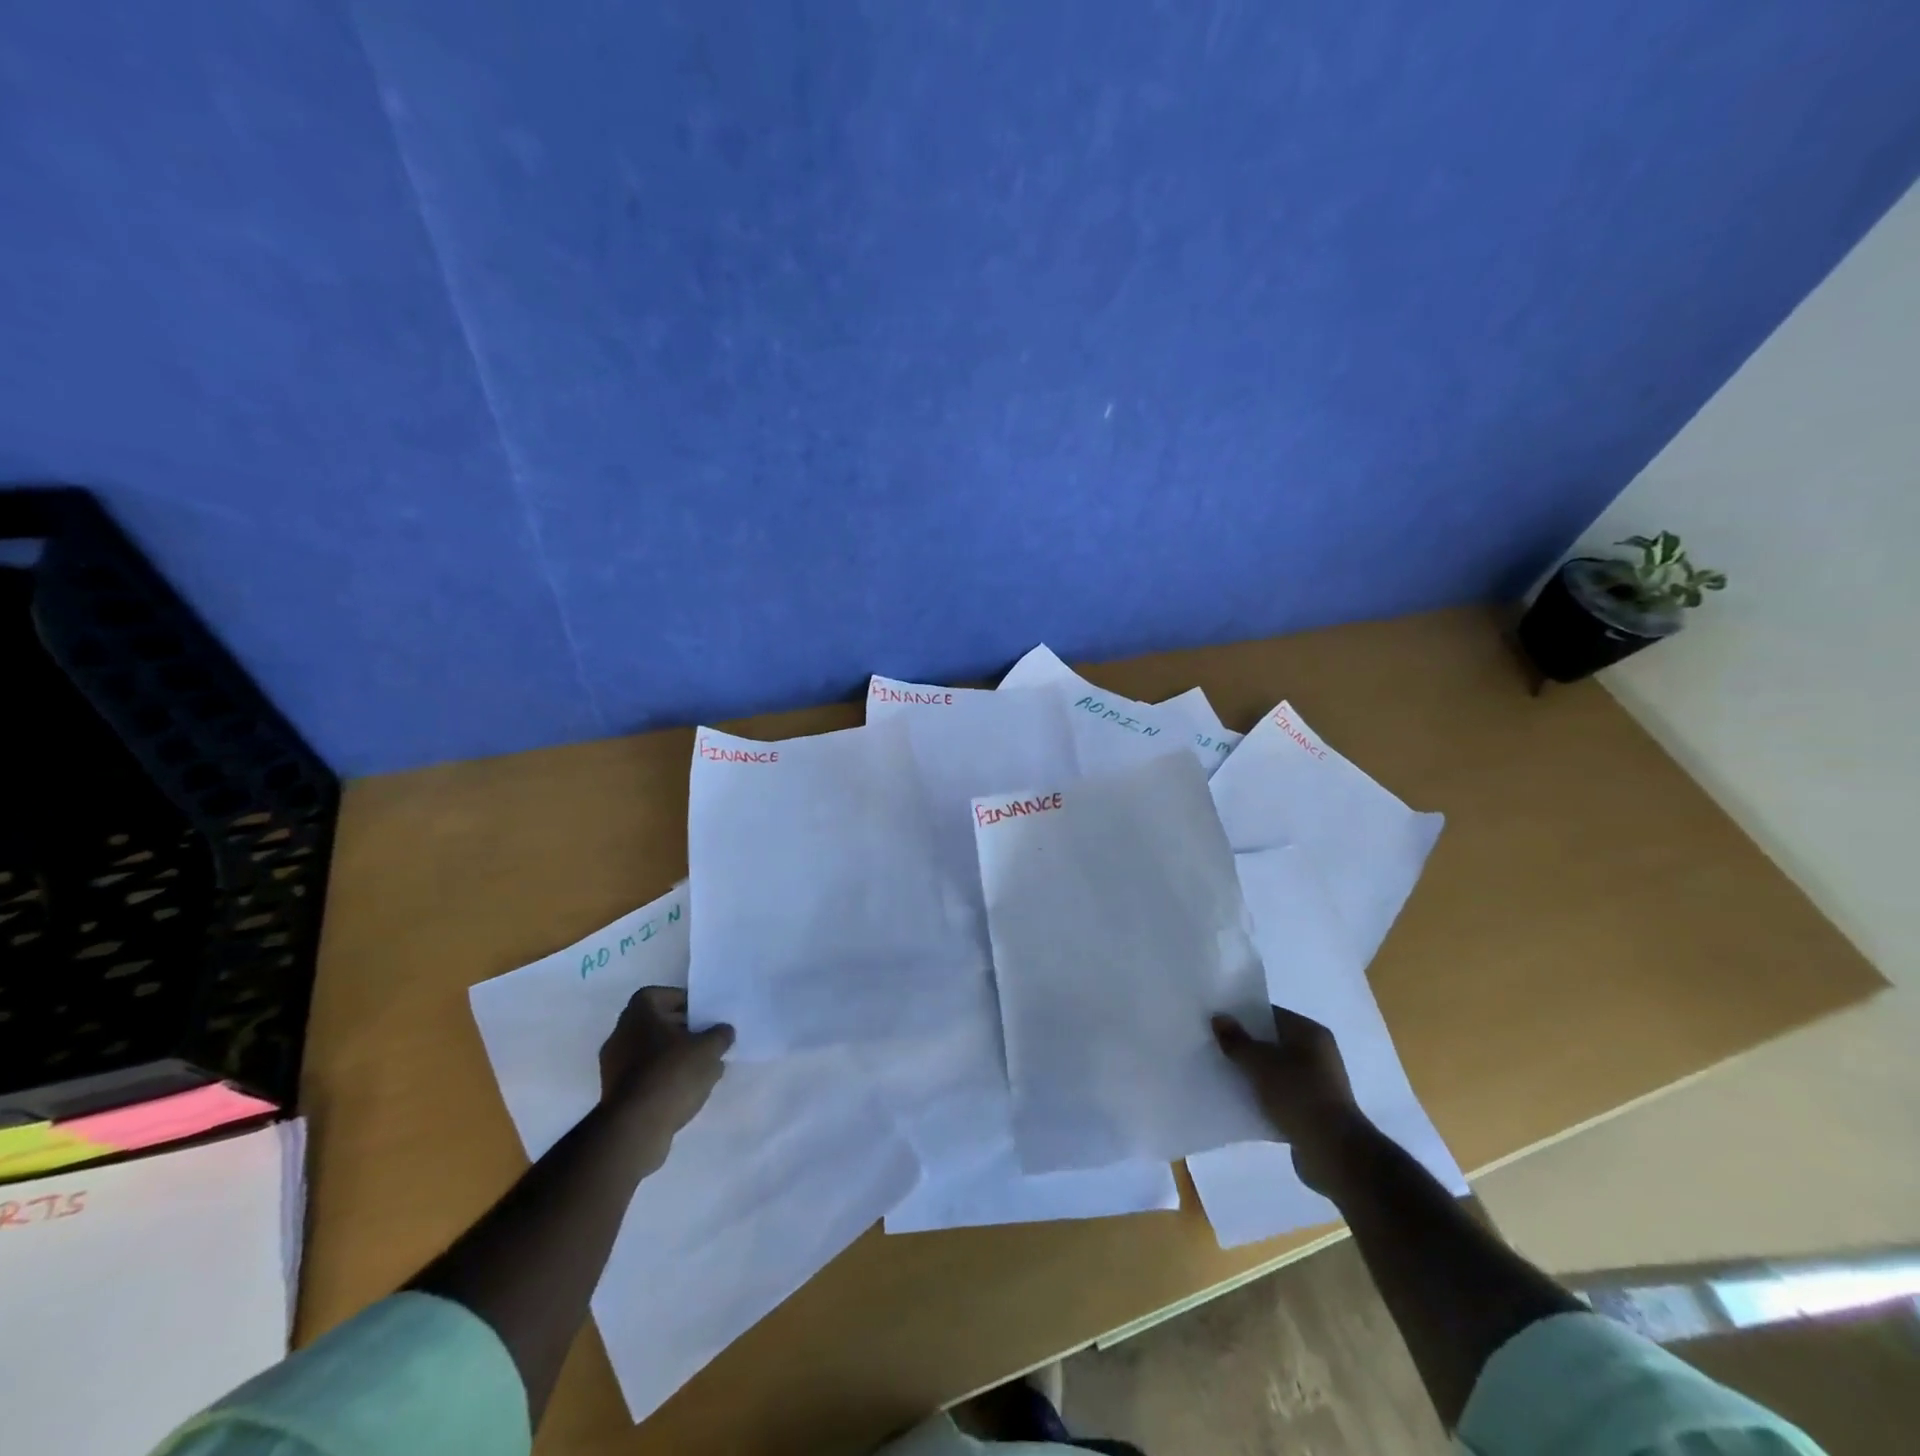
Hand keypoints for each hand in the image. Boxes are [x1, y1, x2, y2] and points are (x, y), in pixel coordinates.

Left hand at [599, 986, 733, 1135]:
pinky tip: (684, 1090)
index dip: (682, 1001)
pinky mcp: (614, 1094)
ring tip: (700, 1068)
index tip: (702, 1014)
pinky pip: (643, 1075)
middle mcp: (620, 1034)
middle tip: (706, 1039)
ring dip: (673, 1055)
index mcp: (638, 1014)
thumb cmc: (672, 1074)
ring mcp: (613, 1066)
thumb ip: (720, 1035)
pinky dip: (662, 1077)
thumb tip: (723, 1031)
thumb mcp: (709, 1049)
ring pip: (649, 1051)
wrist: (634, 1128)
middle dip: (681, 1029)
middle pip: (655, 1023)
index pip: (659, 995)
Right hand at [1213, 1005, 1368, 1191]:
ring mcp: (1318, 1084)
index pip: (1271, 1015)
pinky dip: (1263, 1096)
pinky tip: (1241, 1101)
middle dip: (1246, 1047)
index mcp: (1310, 1033)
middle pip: (1272, 1043)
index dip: (1243, 1017)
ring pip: (1275, 1071)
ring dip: (1253, 1074)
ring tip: (1223, 1075)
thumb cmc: (1298, 1095)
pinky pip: (1281, 1095)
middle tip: (1215, 1047)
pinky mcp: (1313, 1111)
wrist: (1334, 1153)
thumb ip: (1237, 1041)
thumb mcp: (1260, 1063)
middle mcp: (1318, 1054)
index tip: (1218, 1023)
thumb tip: (1219, 1018)